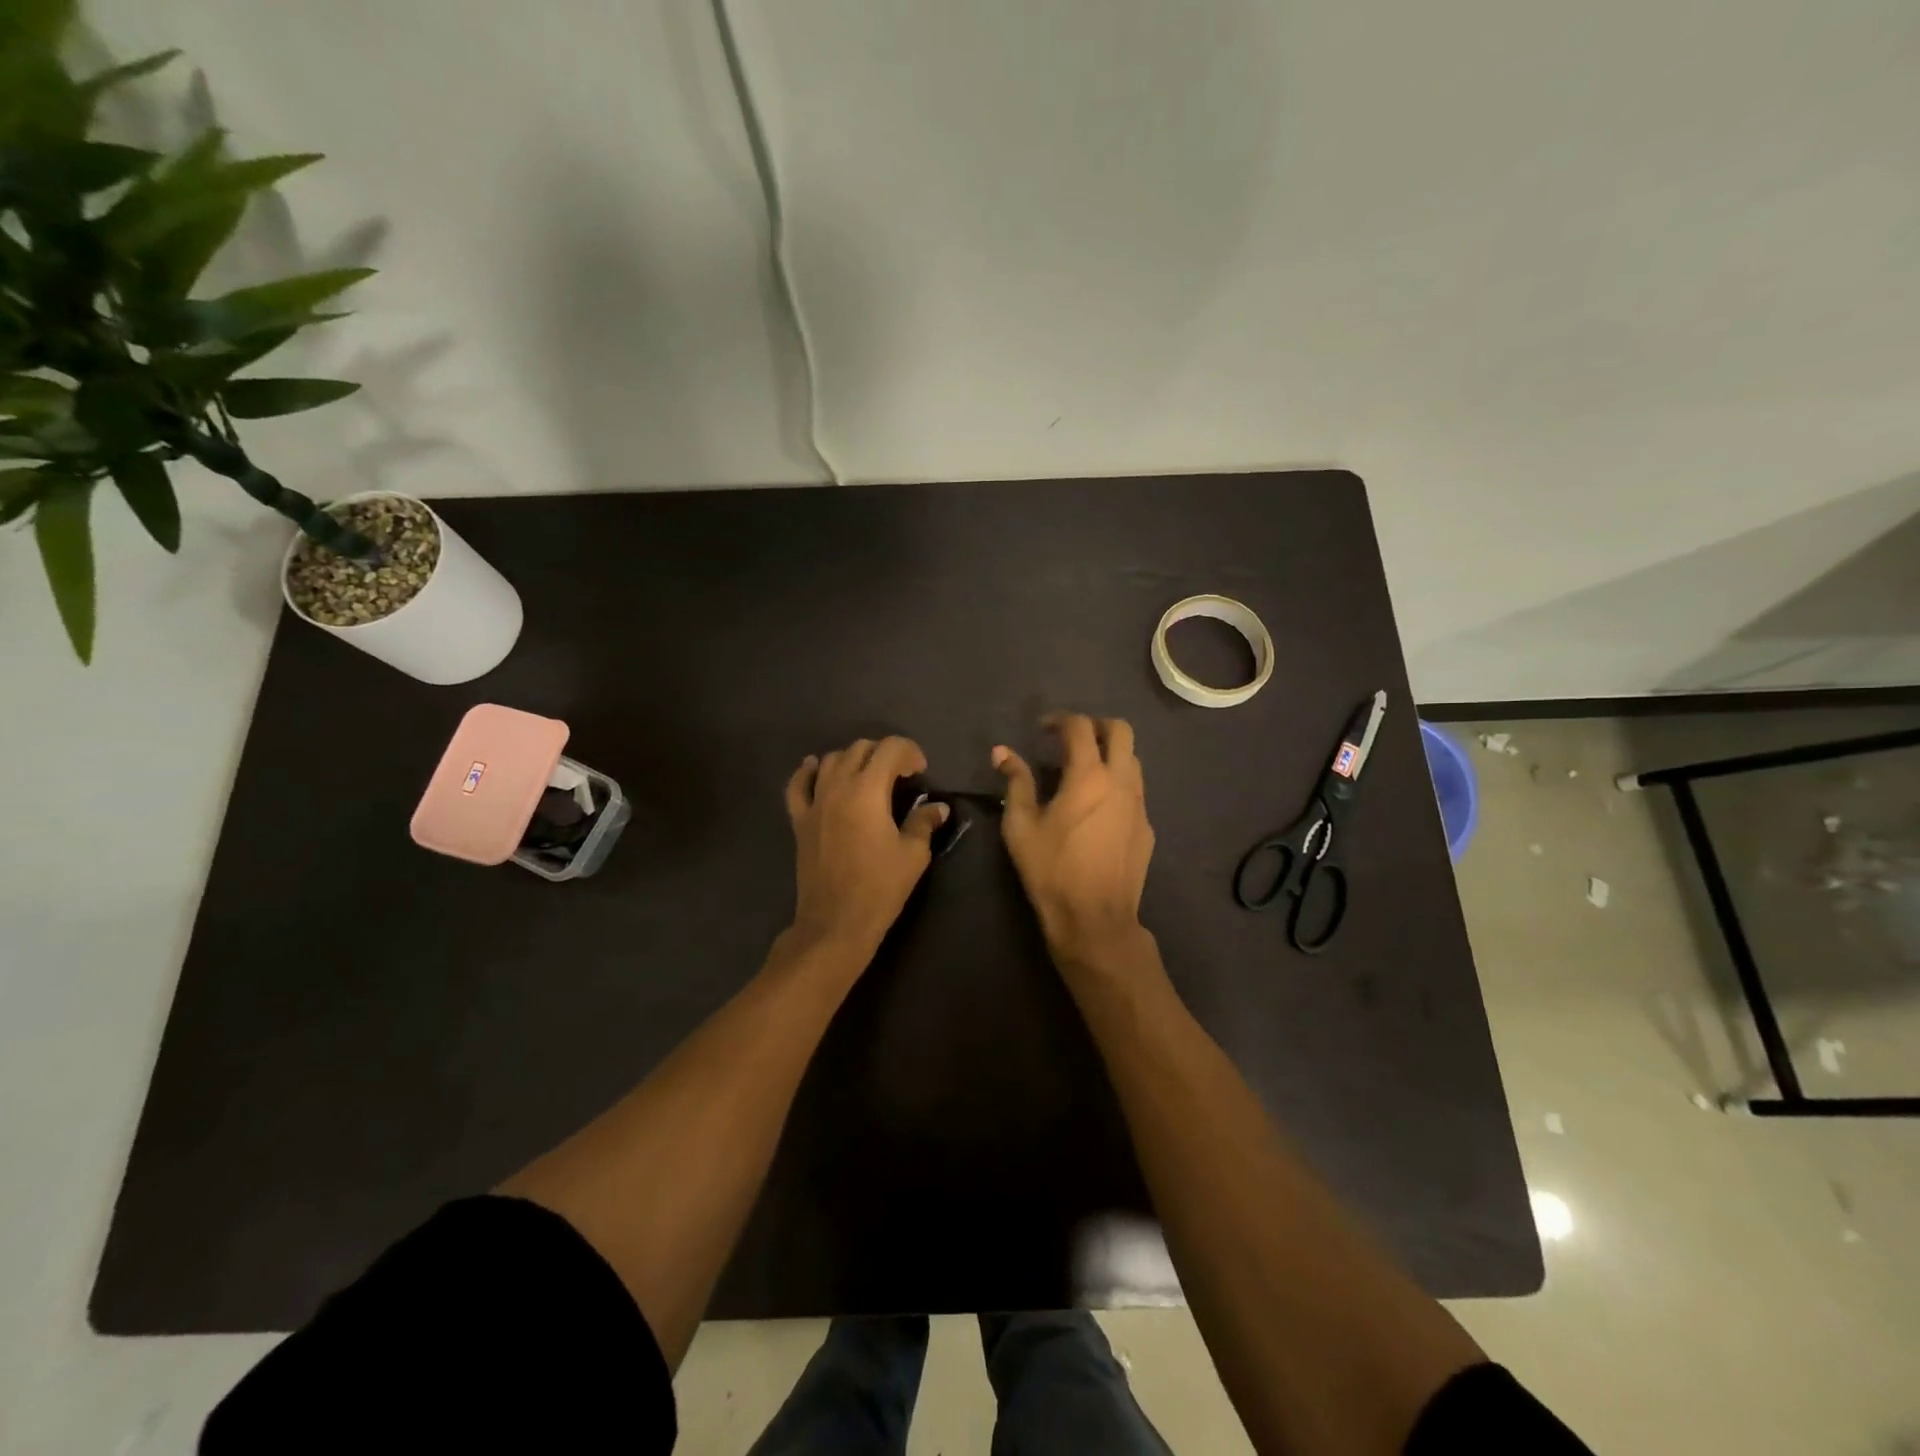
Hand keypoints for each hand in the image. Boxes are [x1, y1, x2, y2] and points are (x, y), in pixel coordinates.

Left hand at [785, 736, 947, 960]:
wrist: (836, 922)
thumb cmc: (880, 887)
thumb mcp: (913, 854)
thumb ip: (924, 822)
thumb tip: (938, 807)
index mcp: (868, 790)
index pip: (890, 748)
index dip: (910, 751)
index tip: (921, 772)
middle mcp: (838, 787)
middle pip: (860, 748)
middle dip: (884, 753)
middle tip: (901, 775)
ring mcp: (814, 802)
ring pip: (831, 760)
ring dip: (853, 759)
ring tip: (869, 776)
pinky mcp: (799, 820)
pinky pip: (797, 785)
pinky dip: (807, 771)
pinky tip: (815, 767)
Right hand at [993, 713, 1153, 955]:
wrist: (1095, 918)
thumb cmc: (1052, 870)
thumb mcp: (1021, 826)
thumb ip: (1015, 783)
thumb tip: (1002, 752)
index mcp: (1089, 776)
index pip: (1080, 727)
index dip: (1059, 720)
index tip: (1042, 729)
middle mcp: (1121, 781)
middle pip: (1121, 730)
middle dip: (1095, 725)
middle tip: (1071, 739)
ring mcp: (1140, 804)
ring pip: (1133, 759)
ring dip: (1110, 753)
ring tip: (1083, 770)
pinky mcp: (1147, 827)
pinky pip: (1135, 790)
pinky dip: (1117, 783)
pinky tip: (1097, 807)